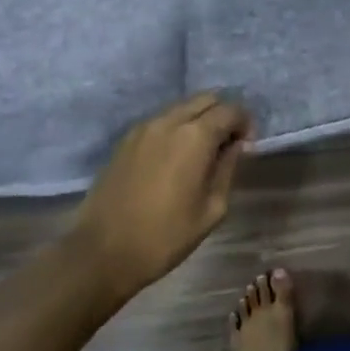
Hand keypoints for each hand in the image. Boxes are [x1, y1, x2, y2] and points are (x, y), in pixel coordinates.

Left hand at [69, 92, 253, 297]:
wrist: (102, 251)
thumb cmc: (164, 236)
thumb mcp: (211, 209)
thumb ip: (227, 169)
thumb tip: (236, 146)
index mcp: (194, 136)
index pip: (230, 110)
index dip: (245, 123)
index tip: (247, 146)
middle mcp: (169, 121)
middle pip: (205, 99)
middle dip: (223, 114)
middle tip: (228, 144)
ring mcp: (143, 127)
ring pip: (182, 107)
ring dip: (199, 119)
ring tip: (203, 151)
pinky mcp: (126, 139)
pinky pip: (161, 120)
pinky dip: (177, 127)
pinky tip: (176, 157)